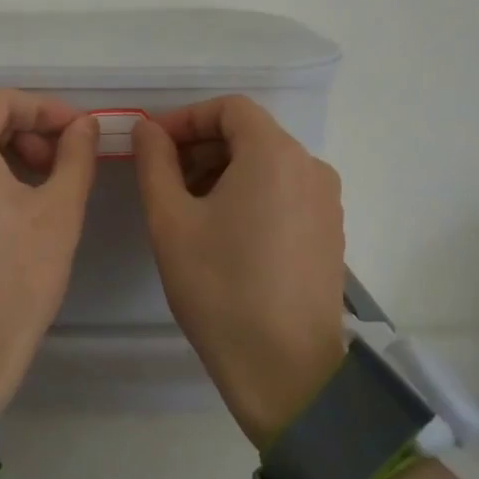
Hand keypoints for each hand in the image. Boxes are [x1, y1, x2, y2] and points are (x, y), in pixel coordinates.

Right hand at [133, 96, 348, 448]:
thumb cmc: (220, 287)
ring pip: (267, 165)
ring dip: (222, 172)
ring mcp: (326, 202)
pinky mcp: (330, 233)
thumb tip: (149, 129)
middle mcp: (310, 167)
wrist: (286, 370)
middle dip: (201, 148)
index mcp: (275, 154)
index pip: (229, 108)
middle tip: (164, 180)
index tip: (154, 146)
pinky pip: (285, 193)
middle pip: (250, 135)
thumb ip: (155, 162)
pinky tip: (223, 234)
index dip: (187, 119)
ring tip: (188, 210)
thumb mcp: (171, 221)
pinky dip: (249, 195)